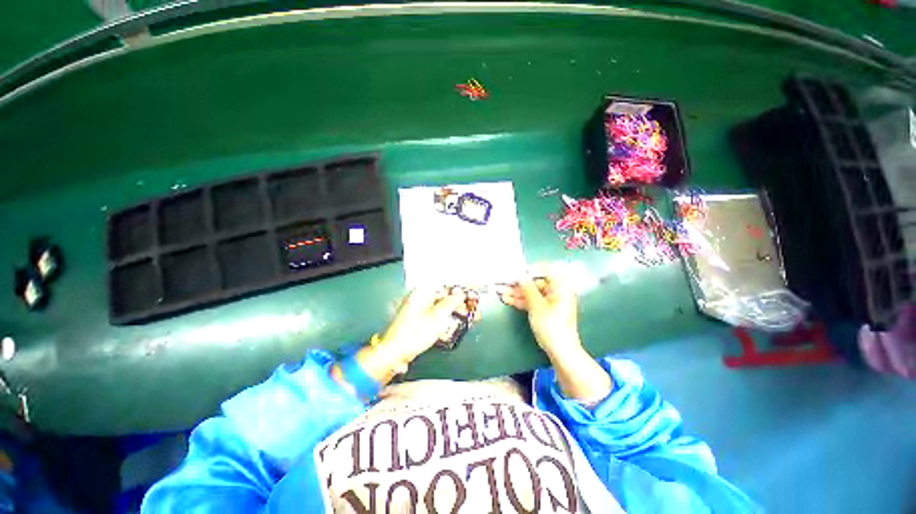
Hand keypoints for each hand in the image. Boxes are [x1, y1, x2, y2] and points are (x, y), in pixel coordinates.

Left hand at [379, 287, 468, 362]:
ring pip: (443, 306)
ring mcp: (420, 309)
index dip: (462, 287)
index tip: (475, 290)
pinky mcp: (420, 320)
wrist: (395, 353)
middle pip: (446, 295)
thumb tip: (461, 293)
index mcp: (423, 291)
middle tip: (475, 307)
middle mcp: (421, 297)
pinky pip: (438, 315)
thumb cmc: (415, 332)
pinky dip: (448, 318)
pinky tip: (459, 323)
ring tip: (472, 317)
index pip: (447, 284)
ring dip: (457, 311)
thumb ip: (451, 302)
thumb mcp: (438, 316)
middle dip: (462, 301)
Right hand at [498, 265, 580, 355]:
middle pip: (536, 283)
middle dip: (519, 283)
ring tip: (501, 291)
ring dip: (517, 292)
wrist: (561, 352)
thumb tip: (520, 274)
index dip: (530, 269)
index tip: (516, 271)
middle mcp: (557, 291)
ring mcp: (551, 301)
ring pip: (532, 293)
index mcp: (561, 287)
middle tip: (504, 282)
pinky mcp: (545, 310)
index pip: (546, 270)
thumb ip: (528, 288)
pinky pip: (532, 301)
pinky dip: (521, 301)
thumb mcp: (537, 305)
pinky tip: (508, 299)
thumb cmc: (552, 326)